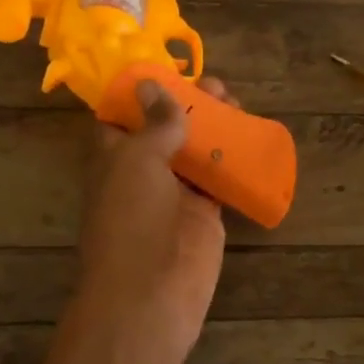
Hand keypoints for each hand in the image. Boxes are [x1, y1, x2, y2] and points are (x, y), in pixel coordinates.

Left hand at [70, 78, 231, 363]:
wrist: (151, 294)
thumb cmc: (133, 219)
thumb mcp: (138, 160)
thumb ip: (153, 124)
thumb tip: (152, 84)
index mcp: (114, 156)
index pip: (122, 116)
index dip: (141, 92)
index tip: (168, 69)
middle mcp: (141, 171)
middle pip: (164, 128)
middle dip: (187, 104)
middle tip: (218, 86)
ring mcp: (174, 193)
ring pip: (193, 150)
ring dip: (212, 127)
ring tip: (236, 101)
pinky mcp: (203, 212)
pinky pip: (217, 177)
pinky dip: (231, 158)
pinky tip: (250, 136)